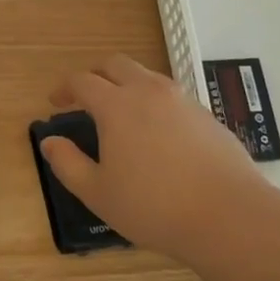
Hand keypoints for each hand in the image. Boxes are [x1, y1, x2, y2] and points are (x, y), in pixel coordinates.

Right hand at [38, 54, 260, 260]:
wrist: (230, 216)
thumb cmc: (154, 207)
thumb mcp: (98, 194)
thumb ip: (67, 164)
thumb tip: (49, 141)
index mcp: (116, 105)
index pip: (82, 81)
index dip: (64, 88)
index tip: (56, 102)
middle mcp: (148, 91)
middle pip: (115, 64)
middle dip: (96, 74)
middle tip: (86, 96)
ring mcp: (181, 99)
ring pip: (146, 76)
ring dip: (127, 84)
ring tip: (122, 112)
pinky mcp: (206, 115)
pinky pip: (172, 95)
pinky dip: (155, 102)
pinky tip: (158, 133)